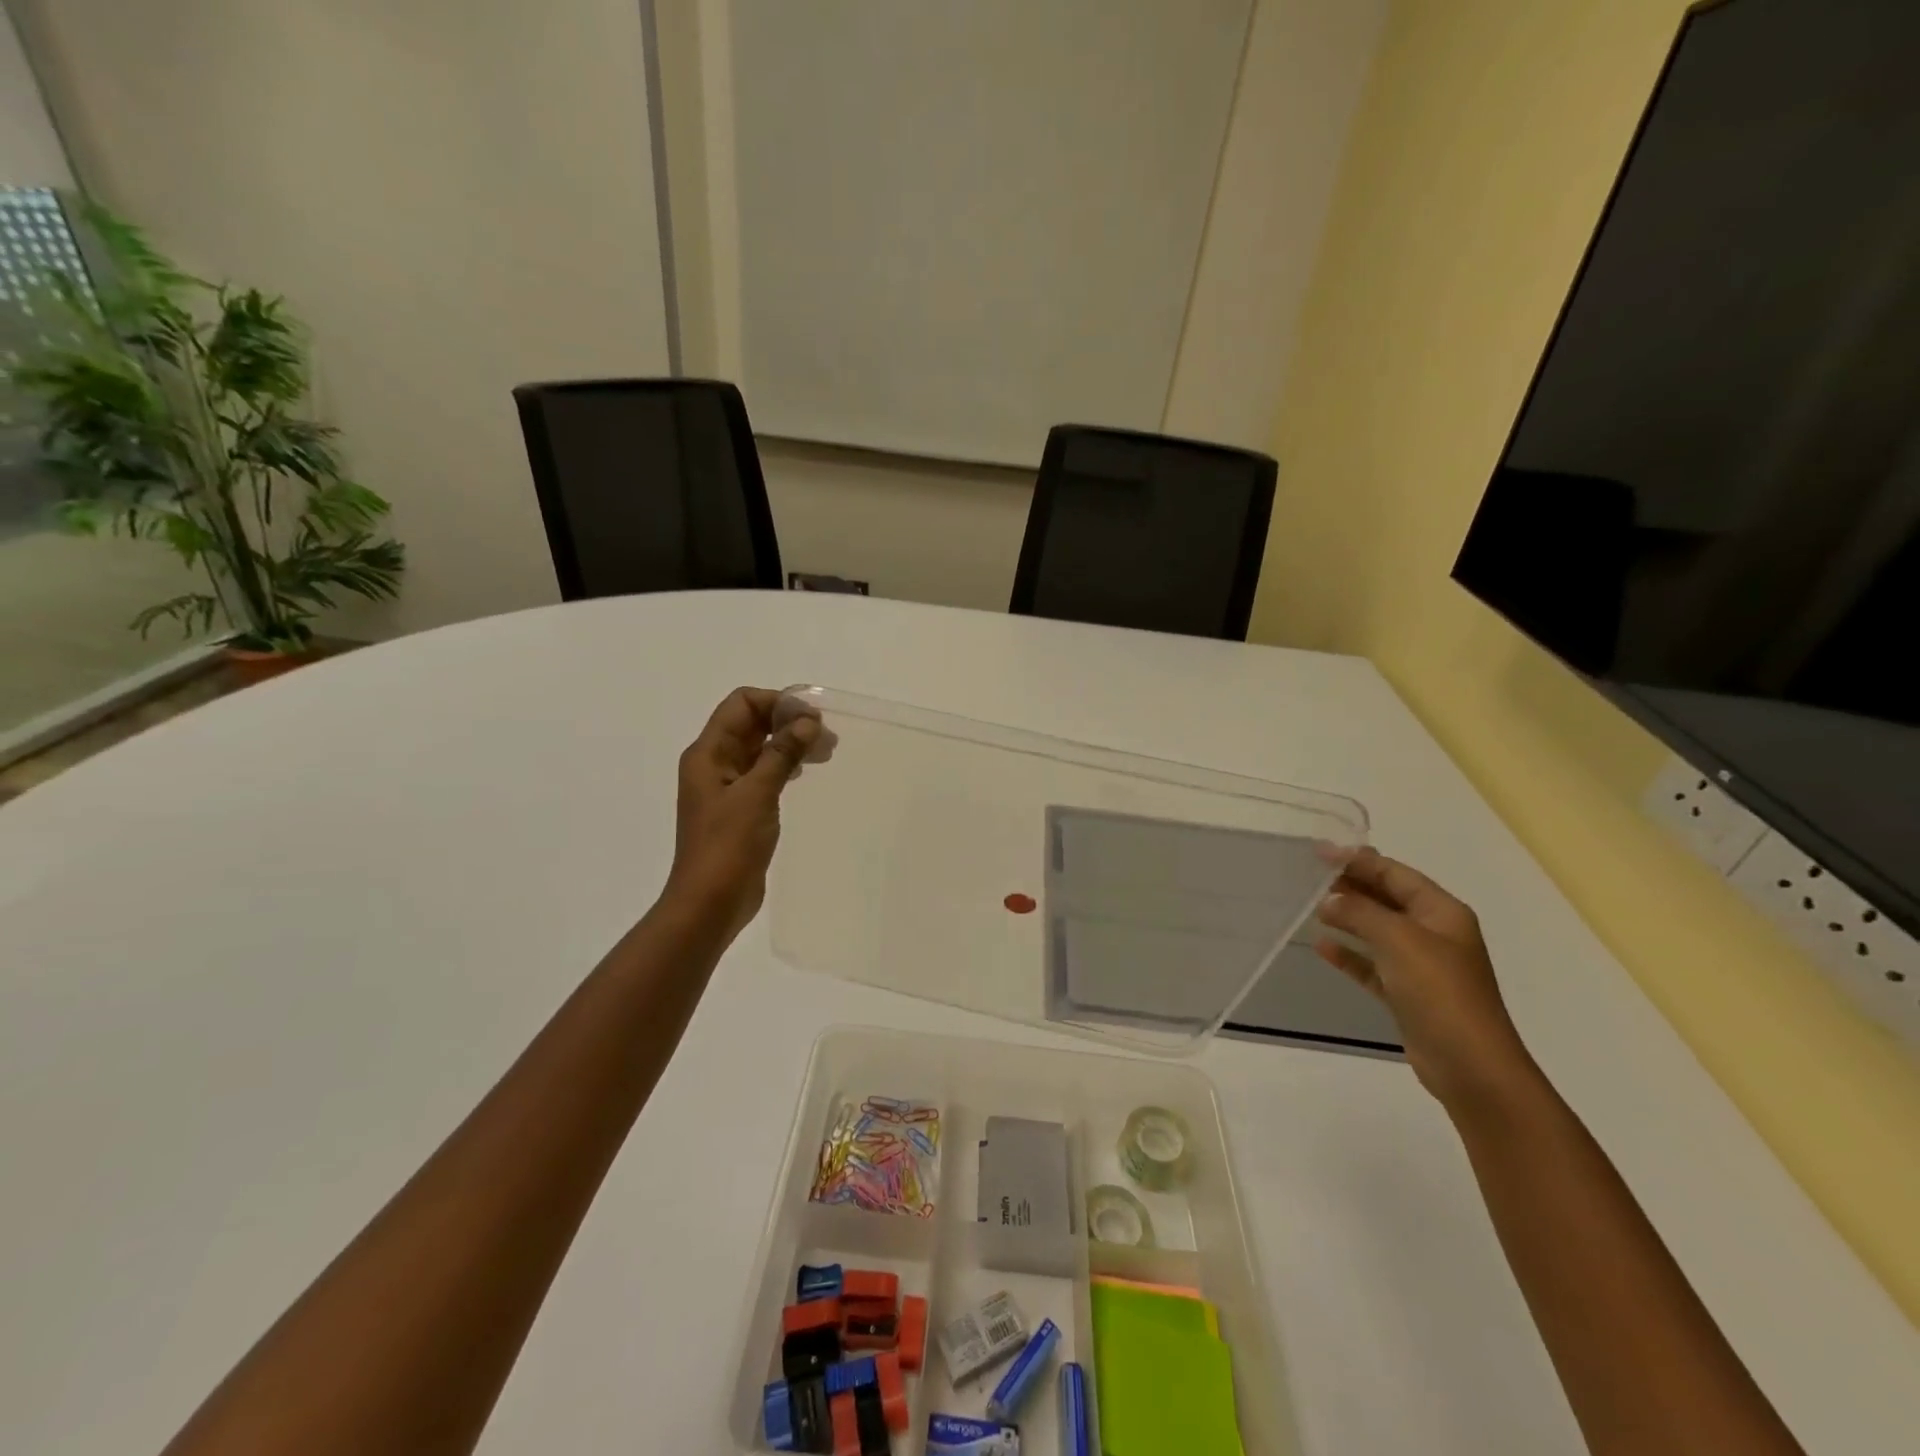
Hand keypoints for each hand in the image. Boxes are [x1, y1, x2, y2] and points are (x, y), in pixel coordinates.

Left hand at [663, 687, 819, 934]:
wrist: (710, 903)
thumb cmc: (728, 845)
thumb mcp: (757, 793)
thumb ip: (781, 753)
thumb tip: (807, 721)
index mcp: (708, 753)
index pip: (741, 704)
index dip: (777, 702)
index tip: (812, 717)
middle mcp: (713, 763)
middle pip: (751, 723)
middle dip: (788, 721)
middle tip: (827, 736)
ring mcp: (726, 787)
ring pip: (759, 748)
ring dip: (789, 743)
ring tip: (825, 751)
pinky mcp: (739, 809)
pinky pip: (763, 773)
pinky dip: (784, 765)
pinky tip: (804, 772)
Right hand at [1315, 848, 1539, 1113]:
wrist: (1471, 1065)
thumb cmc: (1440, 991)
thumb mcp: (1398, 939)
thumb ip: (1360, 912)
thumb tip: (1329, 900)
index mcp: (1442, 912)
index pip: (1395, 873)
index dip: (1359, 860)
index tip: (1320, 852)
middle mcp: (1434, 933)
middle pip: (1387, 899)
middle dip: (1352, 886)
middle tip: (1310, 876)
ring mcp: (1422, 965)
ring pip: (1377, 930)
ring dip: (1348, 918)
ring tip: (1311, 906)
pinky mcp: (1408, 994)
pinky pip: (1372, 964)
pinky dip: (1350, 955)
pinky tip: (1322, 947)